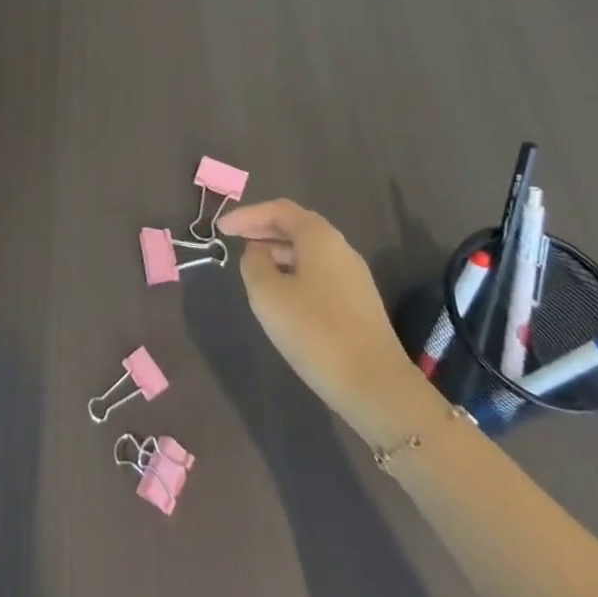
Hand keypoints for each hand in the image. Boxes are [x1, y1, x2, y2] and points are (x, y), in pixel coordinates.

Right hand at [224, 199, 427, 443]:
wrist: (376, 386)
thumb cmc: (315, 332)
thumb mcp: (268, 294)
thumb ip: (254, 263)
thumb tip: (257, 253)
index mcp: (319, 237)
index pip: (279, 210)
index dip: (247, 215)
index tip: (221, 228)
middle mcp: (340, 248)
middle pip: (297, 225)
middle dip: (263, 228)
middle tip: (234, 238)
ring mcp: (353, 276)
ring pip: (308, 250)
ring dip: (278, 250)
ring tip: (252, 266)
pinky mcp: (357, 303)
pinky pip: (318, 271)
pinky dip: (293, 270)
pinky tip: (280, 293)